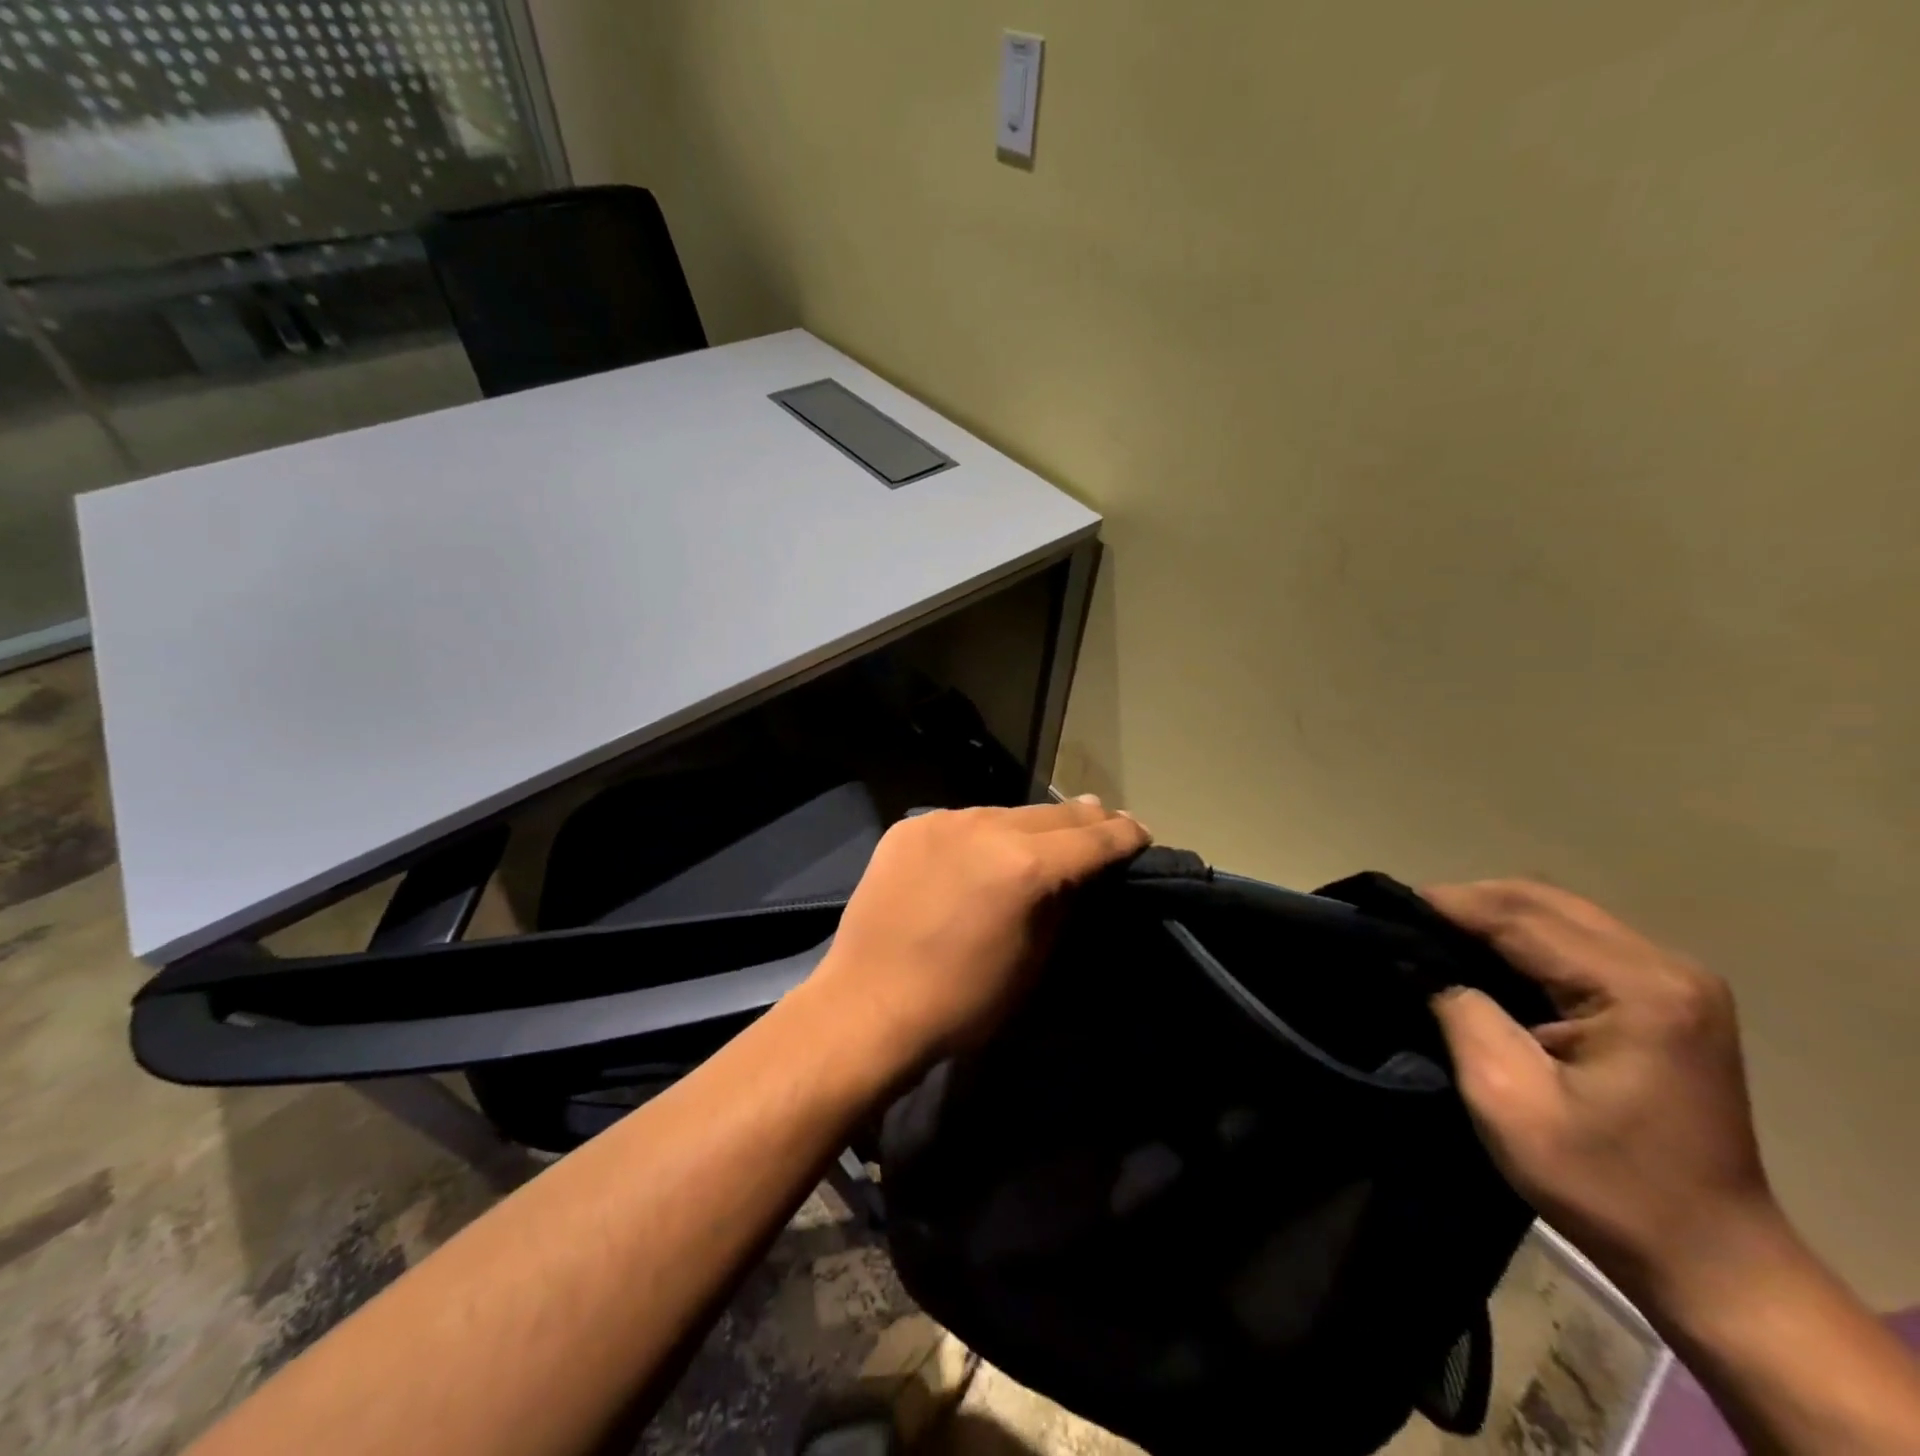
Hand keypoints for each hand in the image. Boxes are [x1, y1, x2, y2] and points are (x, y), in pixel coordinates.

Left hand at [808, 798, 1150, 1075]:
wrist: (867, 1005)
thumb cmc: (962, 1002)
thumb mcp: (1033, 962)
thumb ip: (1062, 906)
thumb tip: (1079, 874)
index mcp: (1026, 866)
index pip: (1092, 838)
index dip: (1123, 835)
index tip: (1140, 833)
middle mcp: (987, 827)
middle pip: (1052, 814)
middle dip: (1084, 821)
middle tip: (1105, 823)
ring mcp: (943, 822)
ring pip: (1004, 813)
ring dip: (1029, 826)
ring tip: (1044, 837)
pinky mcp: (909, 827)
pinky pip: (960, 823)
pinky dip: (980, 835)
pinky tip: (981, 853)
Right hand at [1423, 879, 1781, 1307]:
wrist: (1712, 1260)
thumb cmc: (1604, 1185)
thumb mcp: (1506, 1098)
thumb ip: (1460, 1011)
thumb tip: (1419, 959)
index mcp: (1637, 990)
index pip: (1519, 917)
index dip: (1446, 905)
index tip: (1383, 908)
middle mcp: (1666, 967)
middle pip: (1543, 901)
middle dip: (1467, 903)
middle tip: (1404, 923)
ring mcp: (1676, 980)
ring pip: (1559, 912)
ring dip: (1494, 917)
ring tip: (1435, 937)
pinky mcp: (1670, 997)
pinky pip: (1579, 939)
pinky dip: (1524, 938)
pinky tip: (1487, 958)